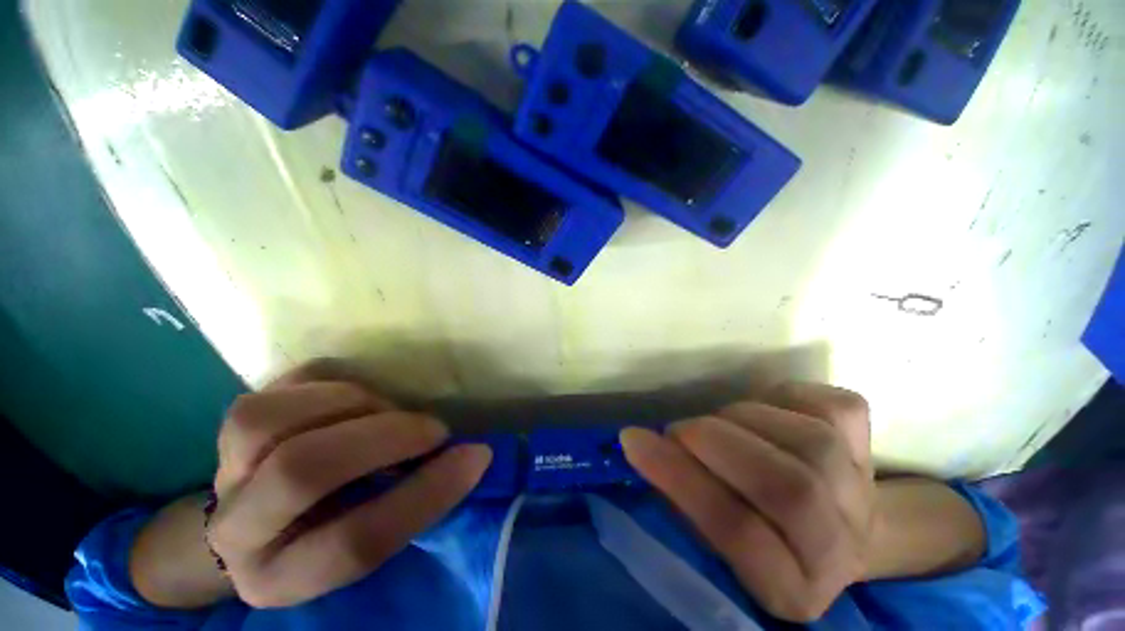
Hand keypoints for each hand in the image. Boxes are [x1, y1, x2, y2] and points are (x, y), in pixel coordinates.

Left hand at [131, 369, 491, 609]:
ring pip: (269, 421)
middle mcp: (238, 530)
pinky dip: (332, 384)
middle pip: (301, 471)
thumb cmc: (329, 533)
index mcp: (281, 578)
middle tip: (434, 429)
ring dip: (352, 404)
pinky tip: (357, 397)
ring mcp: (223, 470)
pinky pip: (278, 387)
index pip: (356, 543)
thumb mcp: (368, 542)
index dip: (425, 494)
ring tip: (389, 410)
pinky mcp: (230, 425)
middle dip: (385, 437)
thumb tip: (467, 456)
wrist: (260, 522)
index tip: (476, 455)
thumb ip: (410, 506)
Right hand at [620, 383, 874, 621]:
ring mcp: (861, 492)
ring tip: (717, 423)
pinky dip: (788, 396)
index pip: (738, 533)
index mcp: (791, 587)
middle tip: (677, 431)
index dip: (679, 479)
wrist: (829, 524)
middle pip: (784, 486)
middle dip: (711, 440)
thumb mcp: (708, 534)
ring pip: (808, 440)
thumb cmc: (753, 530)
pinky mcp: (869, 447)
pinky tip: (765, 408)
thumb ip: (678, 498)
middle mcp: (840, 546)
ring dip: (741, 418)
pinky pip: (833, 407)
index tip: (633, 441)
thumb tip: (643, 447)